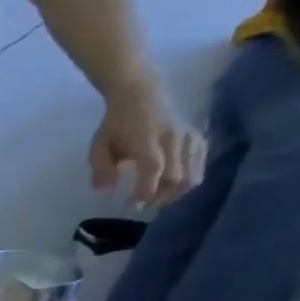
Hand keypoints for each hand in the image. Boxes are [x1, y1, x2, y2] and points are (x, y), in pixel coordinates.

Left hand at [91, 78, 205, 208]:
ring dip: (178, 191)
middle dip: (161, 197)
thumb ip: (101, 171)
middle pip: (178, 176)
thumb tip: (104, 194)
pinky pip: (200, 161)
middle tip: (145, 206)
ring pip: (194, 172)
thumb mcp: (99, 147)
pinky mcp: (198, 136)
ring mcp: (189, 137)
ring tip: (159, 199)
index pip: (154, 171)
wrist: (142, 94)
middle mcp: (174, 140)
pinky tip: (174, 184)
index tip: (134, 206)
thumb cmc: (116, 123)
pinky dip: (190, 177)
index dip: (146, 192)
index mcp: (147, 142)